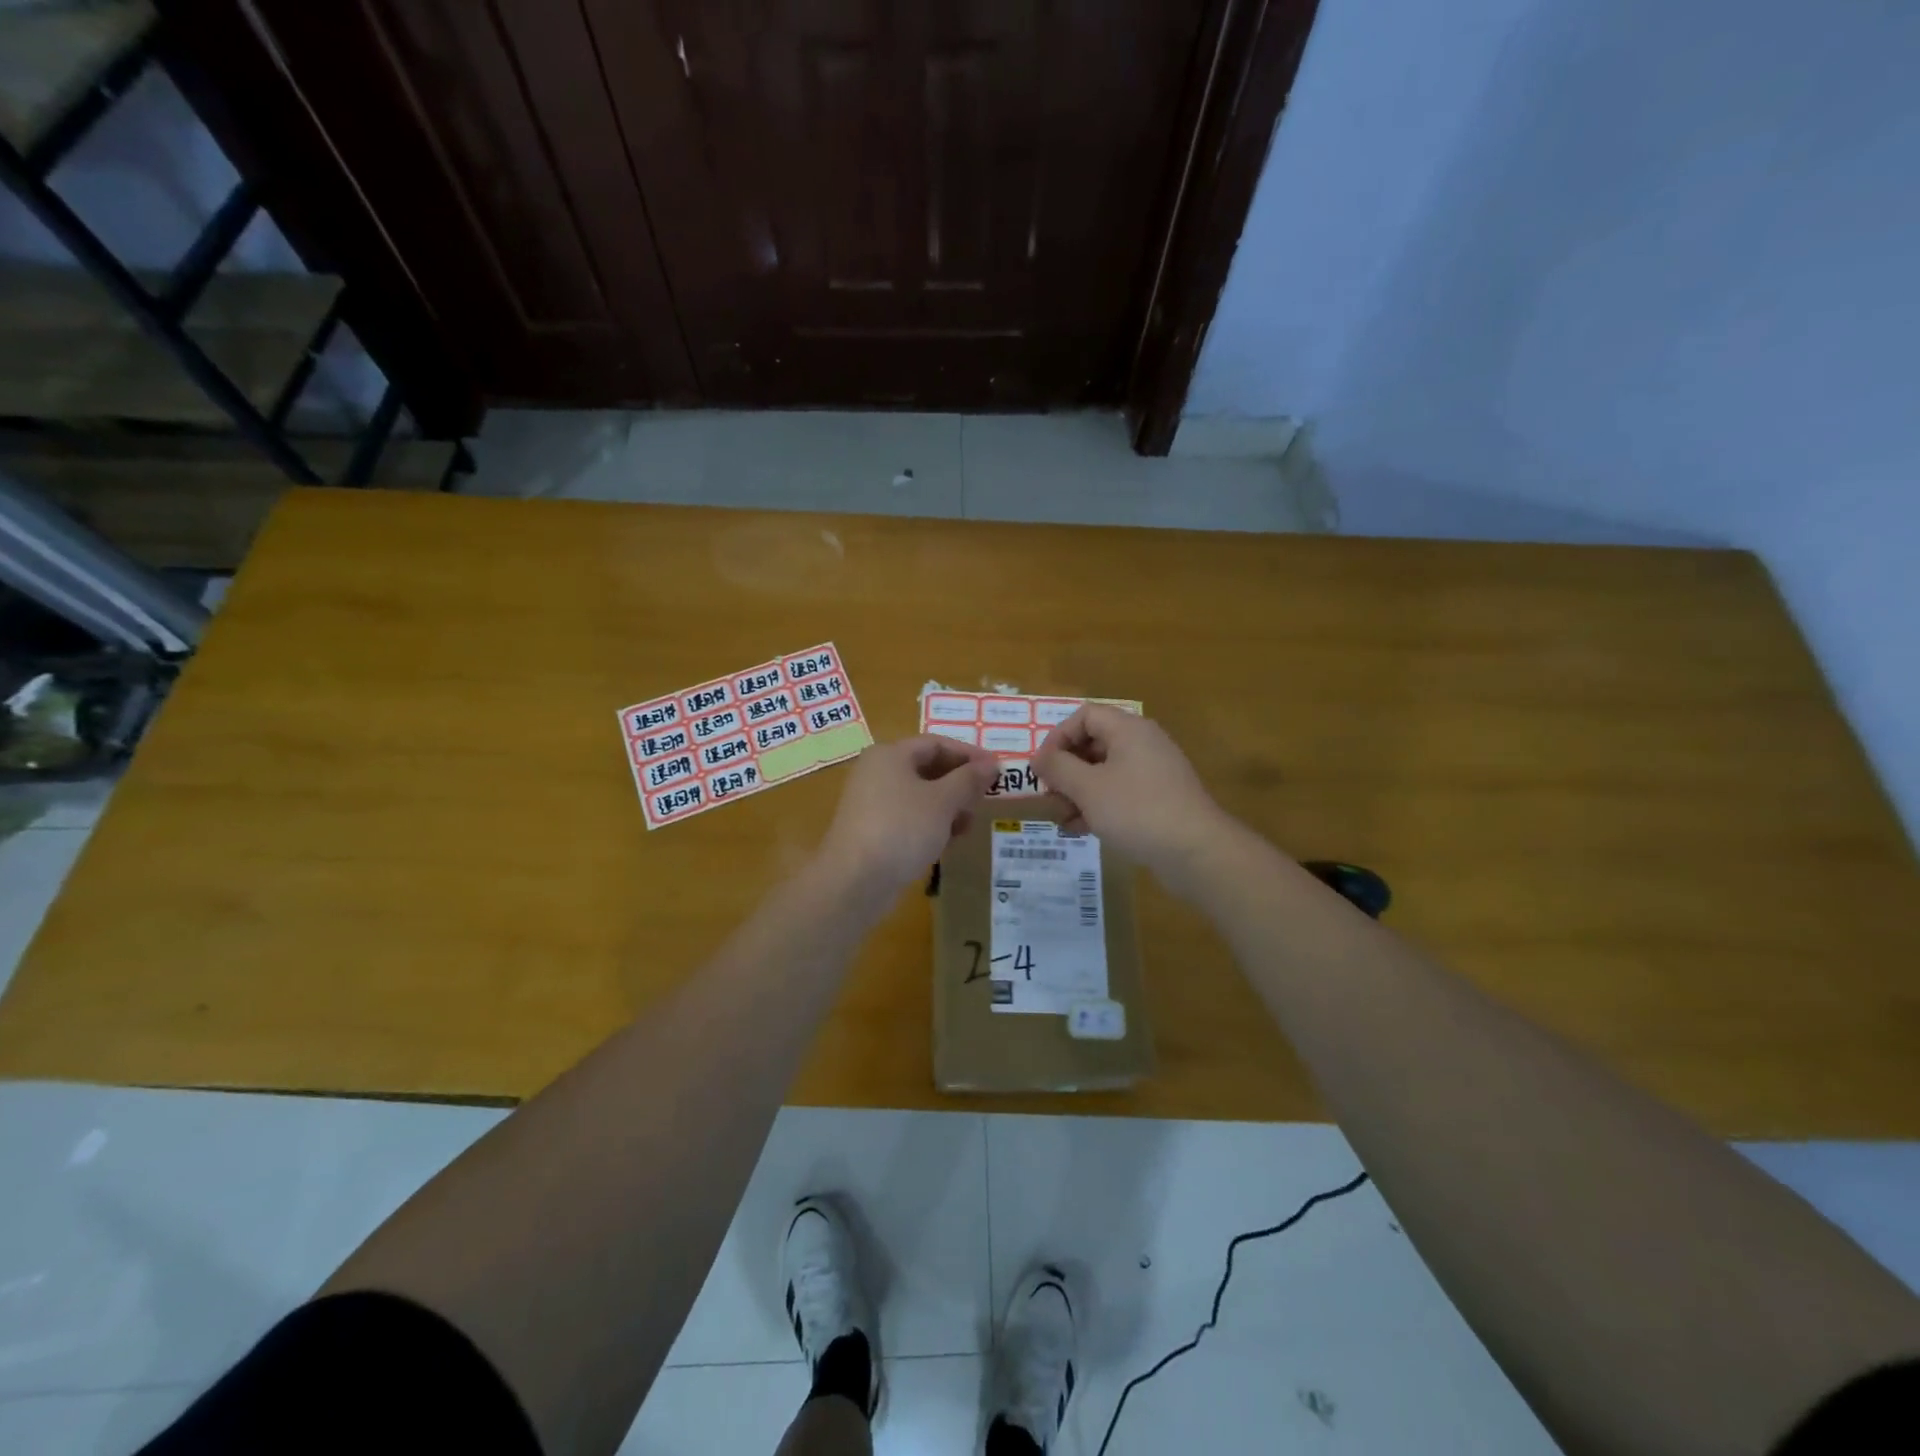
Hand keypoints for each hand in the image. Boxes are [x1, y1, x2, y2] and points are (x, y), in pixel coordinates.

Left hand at [818, 735, 998, 894]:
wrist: (855, 881)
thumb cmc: (902, 828)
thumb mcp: (943, 801)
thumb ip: (969, 780)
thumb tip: (991, 764)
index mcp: (890, 755)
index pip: (937, 743)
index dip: (969, 754)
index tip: (997, 770)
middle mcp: (877, 772)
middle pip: (928, 768)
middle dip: (960, 783)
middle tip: (985, 799)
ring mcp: (872, 802)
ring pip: (920, 795)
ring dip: (948, 807)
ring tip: (968, 826)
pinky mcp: (873, 830)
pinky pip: (909, 817)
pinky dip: (931, 824)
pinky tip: (947, 841)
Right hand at [1033, 706, 1233, 888]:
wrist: (1196, 852)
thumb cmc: (1136, 810)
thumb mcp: (1088, 788)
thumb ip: (1058, 768)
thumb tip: (1038, 758)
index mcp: (1128, 730)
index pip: (1084, 716)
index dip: (1057, 737)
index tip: (1041, 767)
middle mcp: (1143, 744)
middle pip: (1093, 744)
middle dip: (1066, 770)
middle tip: (1049, 795)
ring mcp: (1153, 772)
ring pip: (1105, 772)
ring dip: (1078, 792)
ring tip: (1061, 818)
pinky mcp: (1159, 799)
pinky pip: (1120, 792)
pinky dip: (1098, 805)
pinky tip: (1081, 829)